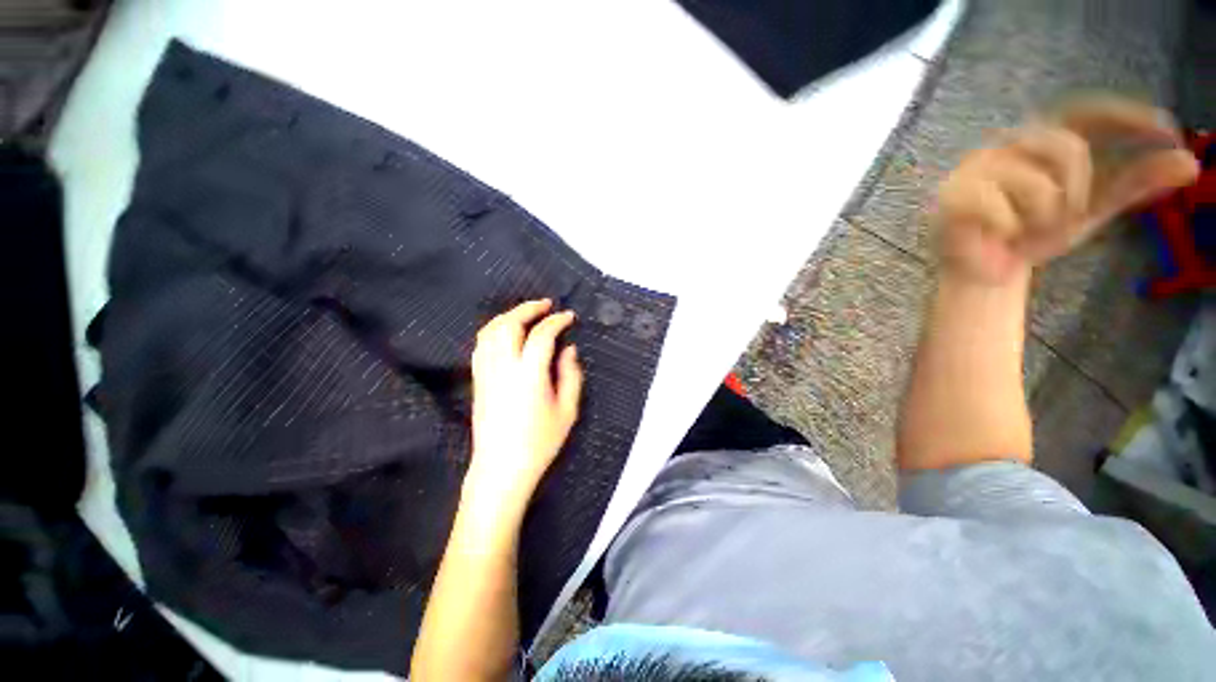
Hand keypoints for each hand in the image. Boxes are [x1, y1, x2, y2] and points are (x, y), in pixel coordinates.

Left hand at [465, 299, 583, 511]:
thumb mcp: (567, 411)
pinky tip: (506, 331)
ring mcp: (486, 372)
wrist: (500, 469)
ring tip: (527, 312)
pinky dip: (494, 329)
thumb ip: (571, 376)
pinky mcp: (477, 380)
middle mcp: (503, 368)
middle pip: (510, 324)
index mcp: (529, 375)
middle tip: (547, 305)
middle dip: (529, 308)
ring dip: (510, 315)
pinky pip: (481, 344)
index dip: (557, 321)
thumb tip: (569, 349)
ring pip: (491, 331)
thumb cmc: (539, 443)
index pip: (542, 335)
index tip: (569, 317)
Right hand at [937, 96, 1199, 285]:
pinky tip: (1000, 238)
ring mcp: (976, 169)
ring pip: (1036, 183)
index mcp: (1040, 141)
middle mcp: (1008, 145)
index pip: (1084, 111)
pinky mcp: (954, 197)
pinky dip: (1010, 230)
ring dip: (1043, 217)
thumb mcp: (1092, 210)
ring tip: (1025, 232)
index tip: (1170, 131)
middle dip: (1076, 190)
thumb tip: (1190, 163)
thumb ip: (1134, 184)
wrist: (982, 270)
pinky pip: (1001, 210)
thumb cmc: (1034, 236)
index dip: (1126, 116)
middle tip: (1065, 218)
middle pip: (1064, 146)